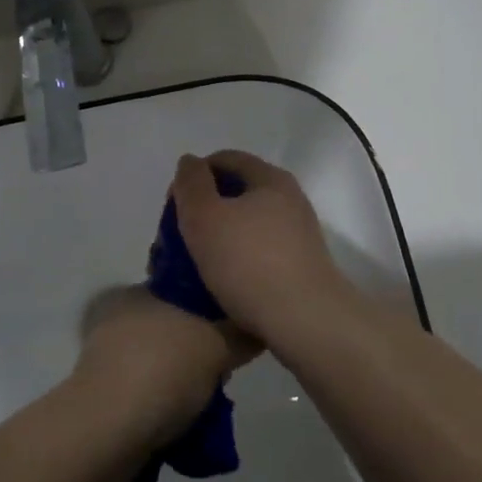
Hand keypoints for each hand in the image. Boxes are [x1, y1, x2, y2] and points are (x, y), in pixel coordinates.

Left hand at [70, 287, 256, 449]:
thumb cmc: (161, 371)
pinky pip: (149, 393)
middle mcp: (119, 317)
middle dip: (202, 350)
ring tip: (211, 404)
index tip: (236, 329)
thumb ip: (241, 333)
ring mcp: (108, 358)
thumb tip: (258, 328)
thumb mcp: (216, 344)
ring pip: (163, 363)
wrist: (106, 433)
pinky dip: (167, 406)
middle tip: (226, 370)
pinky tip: (188, 423)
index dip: (214, 307)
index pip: (184, 288)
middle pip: (176, 328)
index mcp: (138, 291)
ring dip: (186, 382)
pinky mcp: (105, 396)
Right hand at [168, 152, 357, 343]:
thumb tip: (191, 162)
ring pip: (249, 223)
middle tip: (182, 233)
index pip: (226, 159)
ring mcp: (300, 234)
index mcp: (271, 179)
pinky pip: (260, 250)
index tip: (175, 203)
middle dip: (207, 206)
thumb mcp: (204, 217)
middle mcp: (291, 200)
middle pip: (239, 191)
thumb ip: (191, 184)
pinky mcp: (302, 266)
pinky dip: (239, 257)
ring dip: (222, 234)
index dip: (195, 174)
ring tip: (198, 260)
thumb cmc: (249, 263)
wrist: (306, 322)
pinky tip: (224, 281)